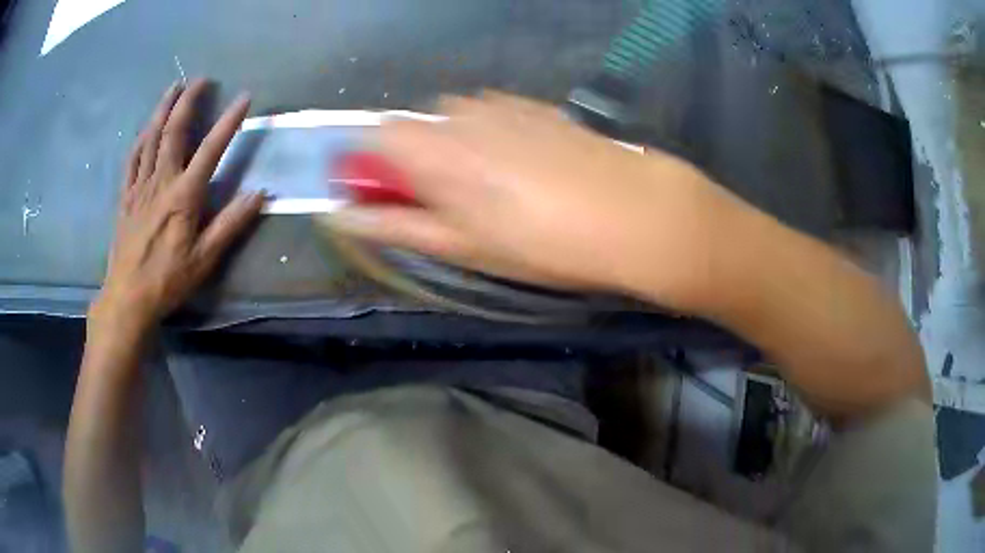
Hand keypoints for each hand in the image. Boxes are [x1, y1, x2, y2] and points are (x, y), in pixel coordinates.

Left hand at [92, 79, 263, 331]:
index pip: (211, 149)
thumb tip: (260, 194)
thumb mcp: (204, 258)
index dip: (230, 121)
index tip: (245, 97)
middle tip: (201, 80)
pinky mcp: (125, 197)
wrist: (128, 298)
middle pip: (174, 131)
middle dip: (188, 101)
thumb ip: (231, 224)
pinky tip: (145, 129)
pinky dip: (140, 139)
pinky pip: (132, 160)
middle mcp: (161, 182)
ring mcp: (139, 187)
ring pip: (150, 138)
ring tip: (173, 88)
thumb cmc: (167, 280)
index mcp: (184, 195)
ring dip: (162, 109)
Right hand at [323, 92, 750, 310]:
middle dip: (416, 158)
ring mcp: (502, 105)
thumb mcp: (462, 247)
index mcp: (434, 148)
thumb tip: (342, 216)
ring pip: (454, 117)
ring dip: (454, 144)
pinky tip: (523, 164)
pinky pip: (493, 112)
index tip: (389, 195)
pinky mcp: (535, 107)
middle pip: (415, 124)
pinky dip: (489, 133)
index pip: (375, 135)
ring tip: (491, 184)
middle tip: (446, 200)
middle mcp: (461, 114)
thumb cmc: (542, 244)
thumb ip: (395, 225)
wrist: (631, 213)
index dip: (374, 164)